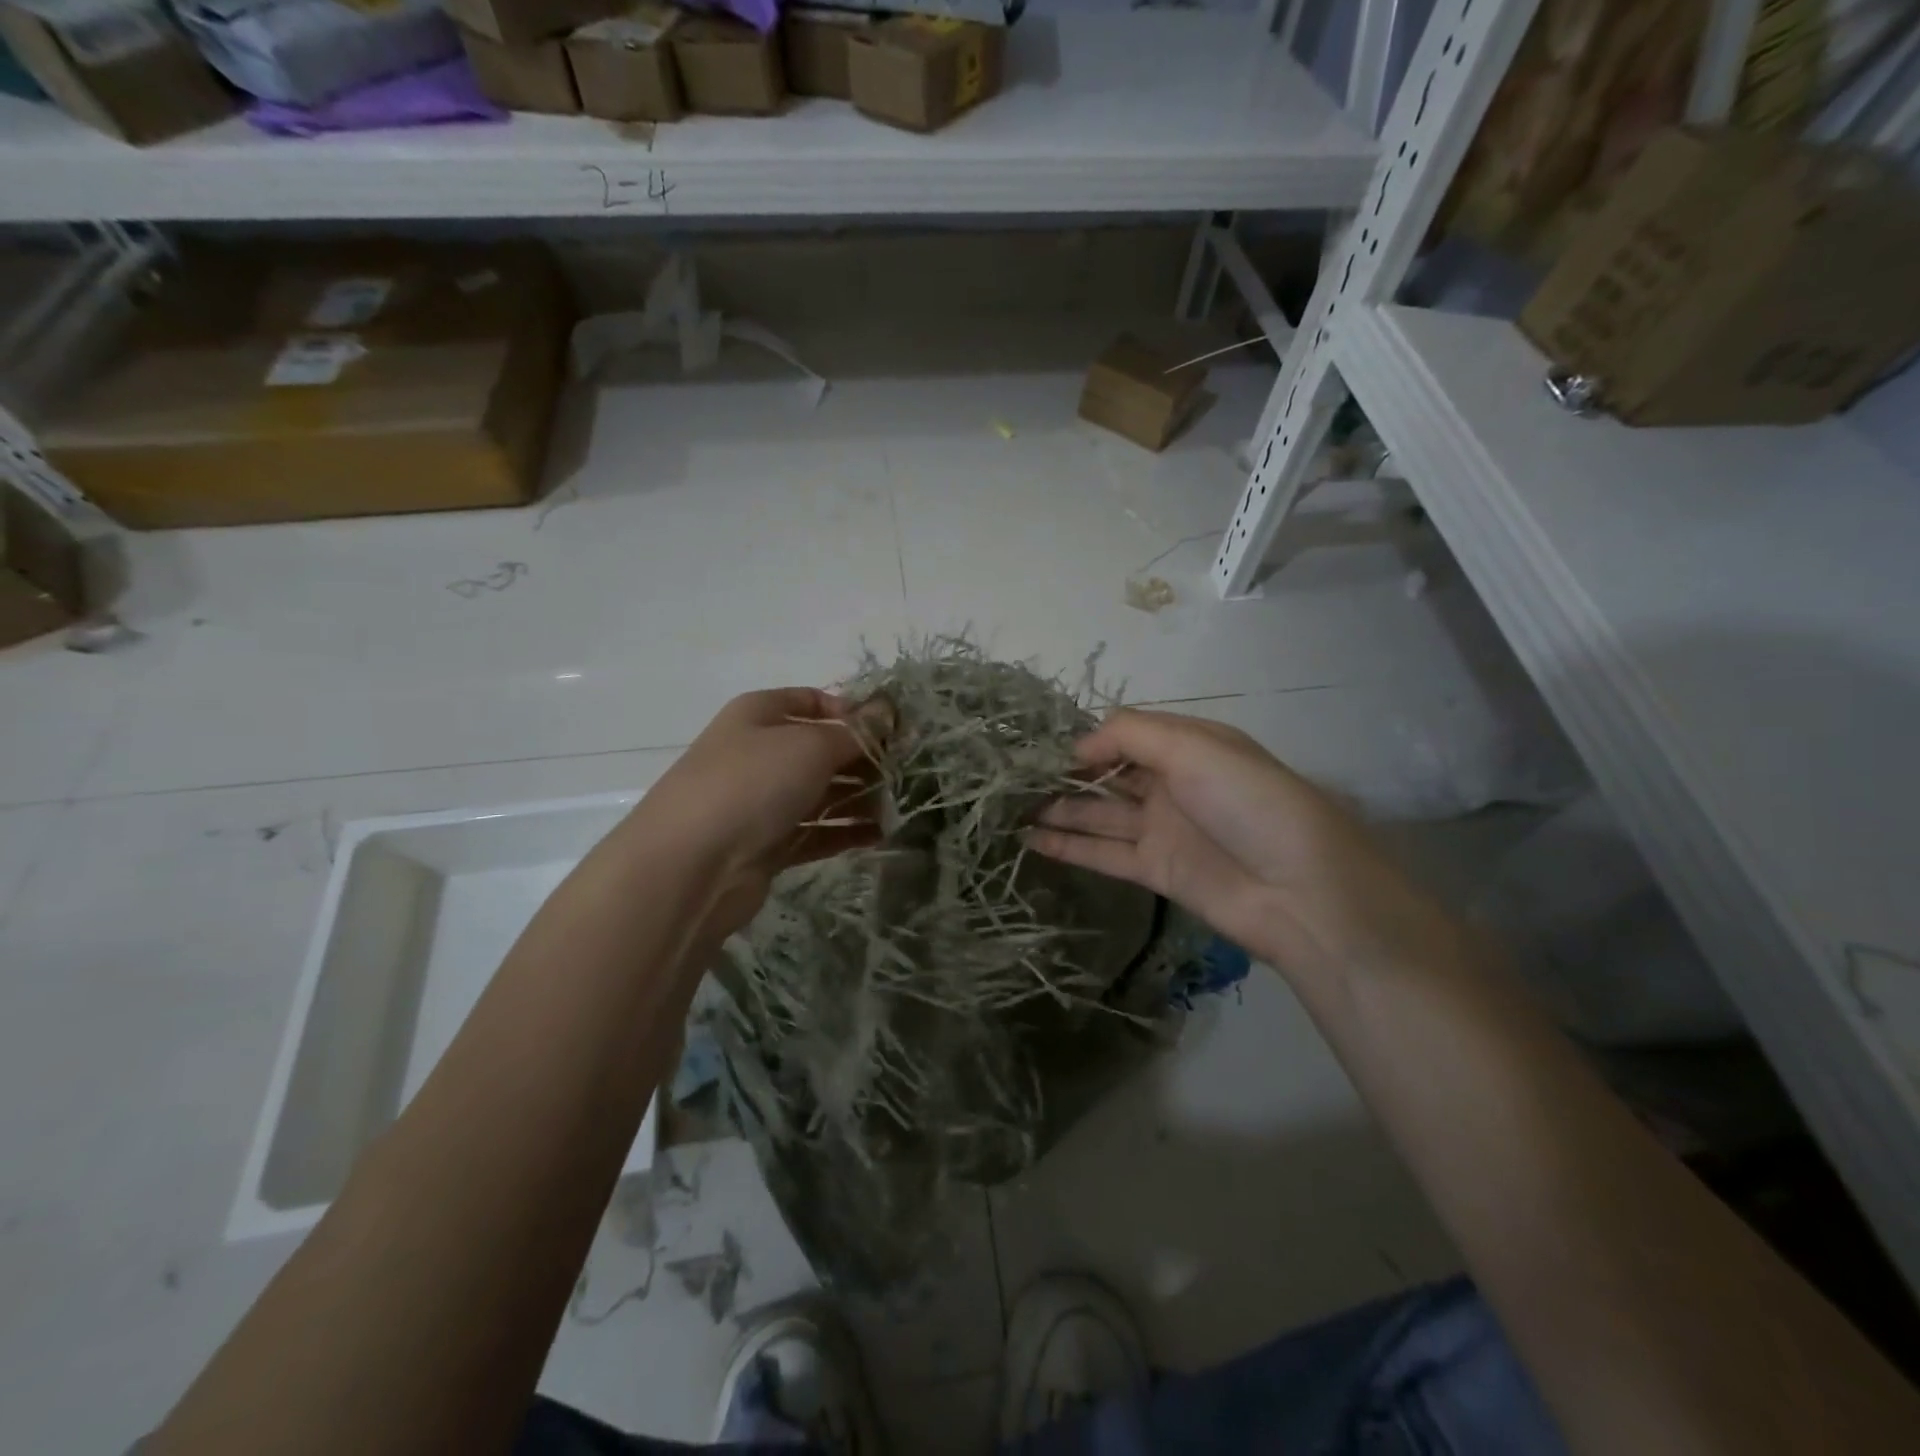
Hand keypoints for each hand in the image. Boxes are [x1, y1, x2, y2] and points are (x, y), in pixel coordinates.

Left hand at [630, 688, 889, 936]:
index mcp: (761, 715)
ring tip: (898, 807)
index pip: (814, 701)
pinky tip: (879, 836)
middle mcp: (760, 753)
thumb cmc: (753, 783)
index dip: (854, 712)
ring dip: (859, 798)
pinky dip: (845, 832)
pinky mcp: (767, 844)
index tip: (893, 730)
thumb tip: (889, 710)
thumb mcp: (811, 745)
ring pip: (821, 793)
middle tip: (905, 774)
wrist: (691, 864)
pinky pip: (815, 831)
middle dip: (863, 760)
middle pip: (822, 749)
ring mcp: (762, 801)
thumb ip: (856, 732)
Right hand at [1028, 708, 1456, 982]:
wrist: (1302, 892)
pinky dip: (1069, 846)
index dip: (1083, 738)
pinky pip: (1104, 853)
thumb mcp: (1195, 748)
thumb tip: (1077, 748)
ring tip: (1009, 809)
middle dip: (1064, 774)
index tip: (1038, 747)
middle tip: (1012, 779)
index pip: (1124, 734)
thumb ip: (1130, 736)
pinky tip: (1031, 841)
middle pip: (1108, 774)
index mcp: (1188, 746)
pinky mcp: (1155, 870)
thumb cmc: (1250, 803)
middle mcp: (1172, 783)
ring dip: (1058, 810)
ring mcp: (1162, 828)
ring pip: (1099, 814)